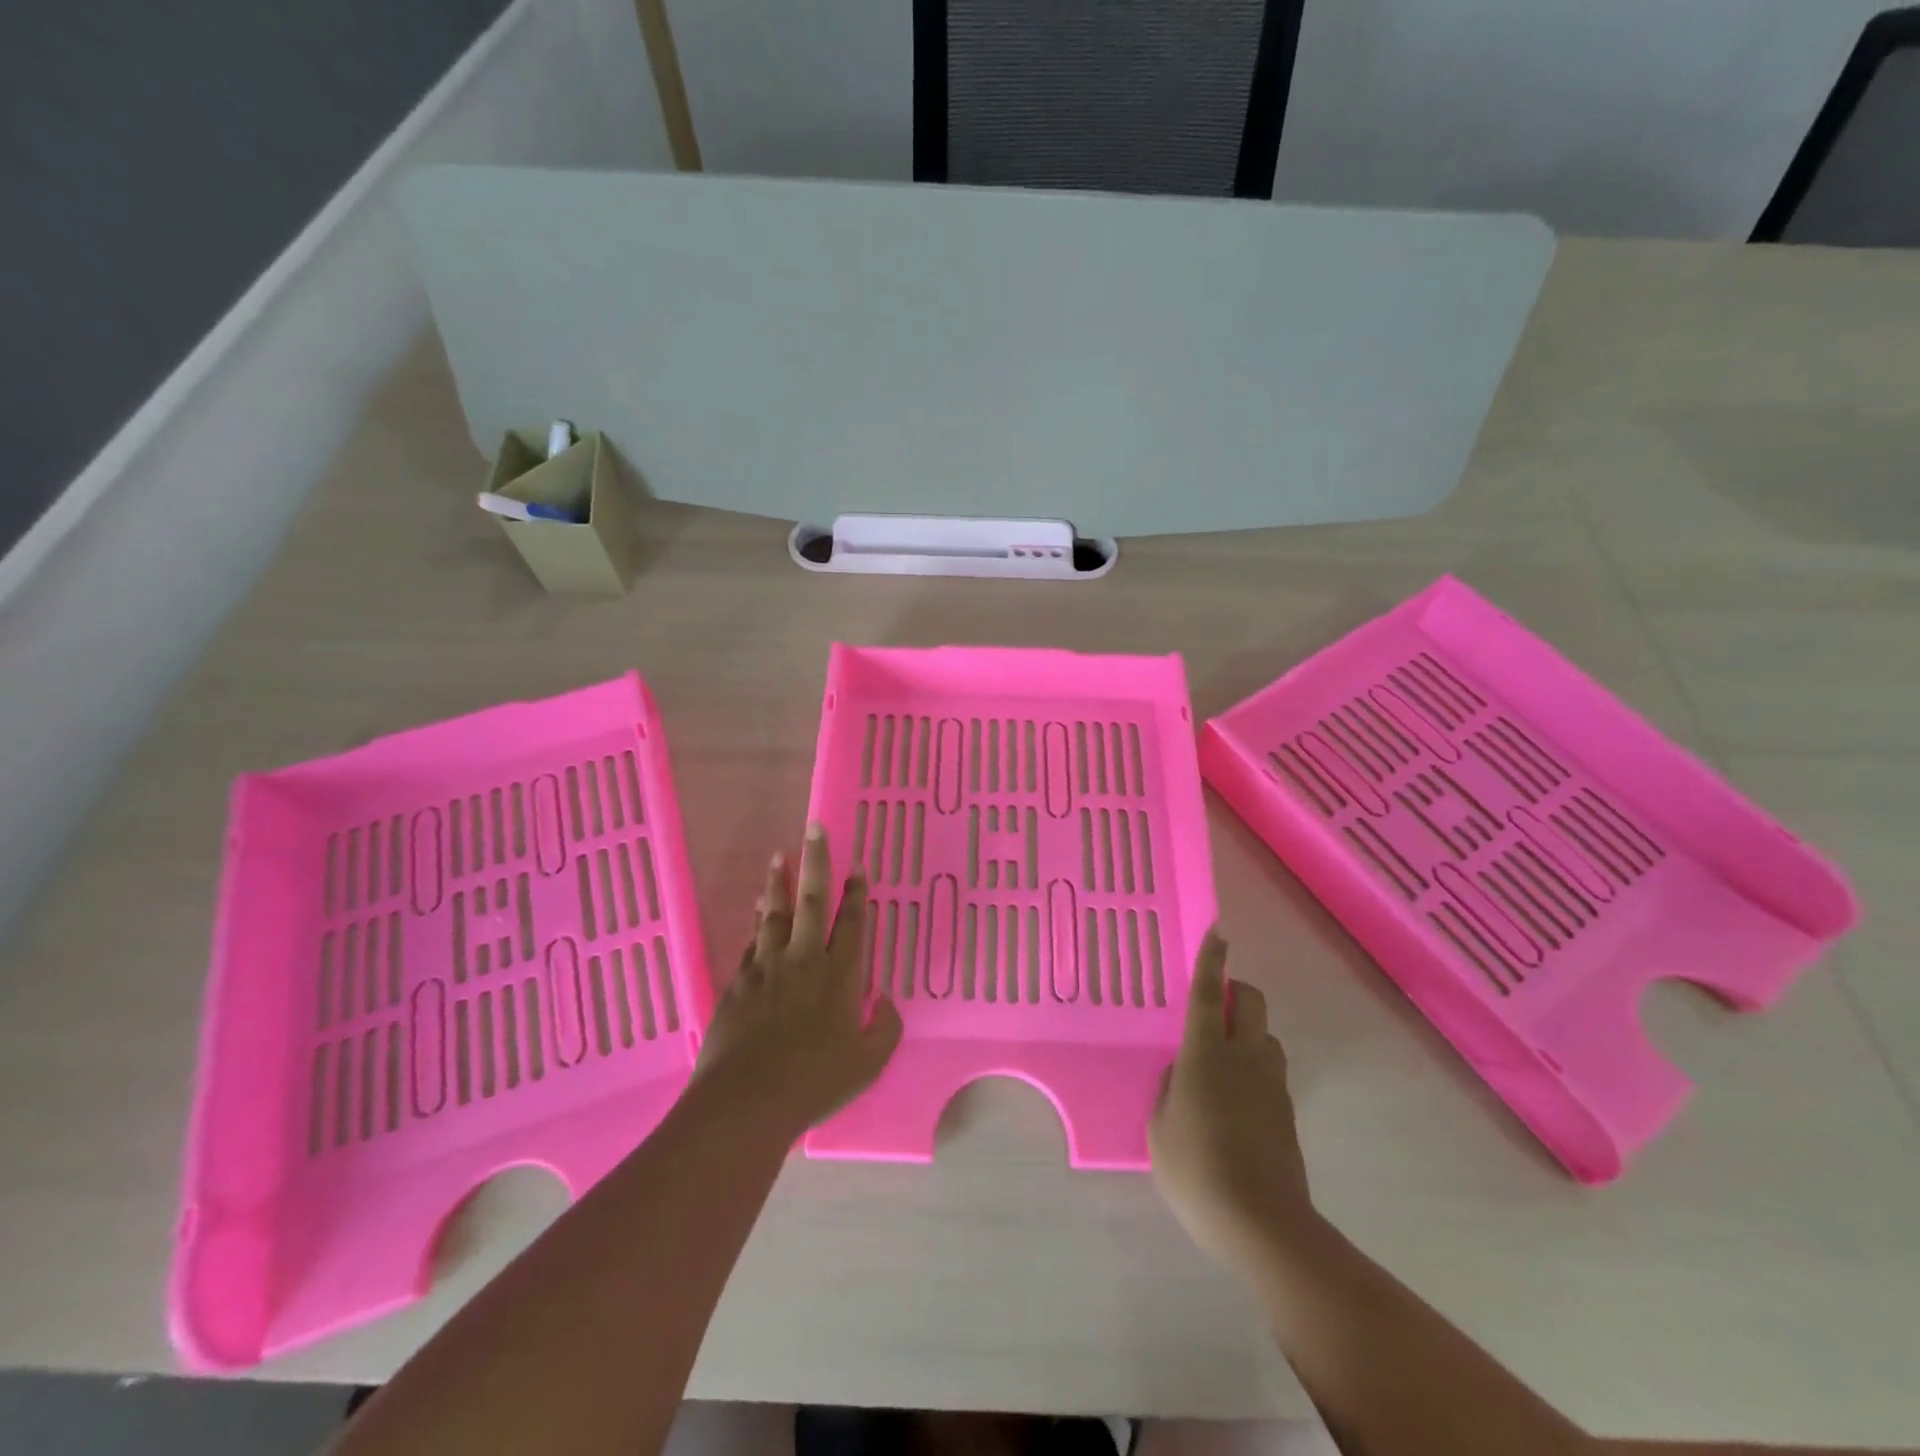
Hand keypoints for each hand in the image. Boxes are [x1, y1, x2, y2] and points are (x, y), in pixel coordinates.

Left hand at [692, 825, 901, 1138]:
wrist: (746, 1101)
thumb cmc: (814, 1082)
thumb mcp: (867, 1064)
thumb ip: (885, 1028)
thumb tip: (885, 999)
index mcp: (839, 975)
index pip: (852, 923)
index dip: (857, 893)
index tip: (857, 866)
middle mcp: (804, 959)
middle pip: (811, 900)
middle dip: (816, 862)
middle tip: (815, 828)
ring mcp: (767, 967)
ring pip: (775, 913)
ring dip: (779, 883)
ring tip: (780, 856)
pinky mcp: (739, 981)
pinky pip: (752, 939)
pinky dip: (757, 919)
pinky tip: (759, 908)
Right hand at [1150, 930, 1315, 1269]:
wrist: (1261, 1225)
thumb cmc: (1195, 1169)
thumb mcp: (1158, 1127)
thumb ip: (1167, 1089)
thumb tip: (1180, 1073)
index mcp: (1206, 1054)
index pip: (1209, 994)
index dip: (1212, 961)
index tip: (1218, 931)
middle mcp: (1244, 1057)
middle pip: (1252, 1003)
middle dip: (1238, 991)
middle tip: (1215, 1004)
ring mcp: (1272, 1085)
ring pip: (1268, 1036)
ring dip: (1250, 1031)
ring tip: (1224, 1057)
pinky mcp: (1287, 1113)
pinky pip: (1272, 1071)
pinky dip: (1256, 1068)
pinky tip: (1235, 1099)